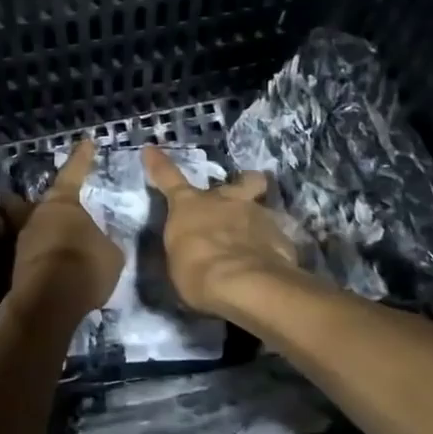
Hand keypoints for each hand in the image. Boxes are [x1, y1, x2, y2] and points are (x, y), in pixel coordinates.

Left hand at [0, 141, 122, 318]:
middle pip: (26, 203)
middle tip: (14, 197)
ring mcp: (22, 242)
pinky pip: (27, 256)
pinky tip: (44, 267)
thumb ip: (102, 242)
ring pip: (23, 229)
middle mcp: (37, 216)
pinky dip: (34, 259)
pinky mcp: (15, 268)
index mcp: (63, 203)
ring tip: (42, 241)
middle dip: (21, 201)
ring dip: (31, 234)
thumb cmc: (85, 266)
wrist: (50, 302)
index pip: (73, 173)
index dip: (81, 159)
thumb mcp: (110, 253)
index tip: (86, 143)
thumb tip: (96, 243)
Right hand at [143, 145, 298, 318]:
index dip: (159, 163)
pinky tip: (271, 264)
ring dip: (258, 222)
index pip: (168, 178)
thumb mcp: (178, 262)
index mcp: (190, 205)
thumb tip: (189, 246)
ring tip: (257, 245)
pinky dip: (272, 247)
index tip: (150, 149)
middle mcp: (226, 201)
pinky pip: (277, 237)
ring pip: (262, 208)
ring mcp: (257, 214)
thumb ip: (185, 246)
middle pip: (243, 180)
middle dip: (244, 184)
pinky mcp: (282, 235)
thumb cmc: (197, 272)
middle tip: (242, 198)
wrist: (245, 284)